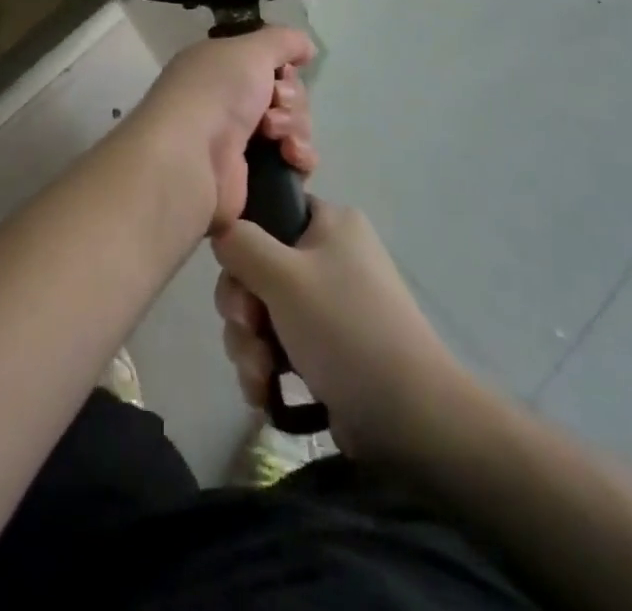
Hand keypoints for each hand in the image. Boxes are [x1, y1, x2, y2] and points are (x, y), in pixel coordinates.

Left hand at [124, 28, 317, 235]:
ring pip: (294, 127)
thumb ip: (283, 41)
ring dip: (294, 127)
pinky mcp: (253, 177)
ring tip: (276, 136)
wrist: (191, 157)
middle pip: (286, 95)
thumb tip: (307, 48)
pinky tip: (291, 157)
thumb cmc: (216, 92)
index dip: (284, 68)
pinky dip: (300, 157)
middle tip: (274, 104)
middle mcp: (227, 102)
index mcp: (220, 69)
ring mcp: (239, 141)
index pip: (268, 64)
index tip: (283, 74)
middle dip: (290, 99)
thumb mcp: (250, 50)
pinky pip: (294, 162)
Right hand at [212, 199, 460, 459]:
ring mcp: (328, 305)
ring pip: (262, 310)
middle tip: (249, 331)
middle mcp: (330, 256)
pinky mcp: (325, 349)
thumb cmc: (345, 328)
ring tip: (261, 375)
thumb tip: (221, 232)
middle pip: (257, 267)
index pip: (269, 211)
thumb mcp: (283, 275)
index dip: (243, 243)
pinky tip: (264, 392)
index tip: (238, 277)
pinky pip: (277, 345)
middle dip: (242, 307)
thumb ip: (240, 243)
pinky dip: (265, 367)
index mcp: (330, 223)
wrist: (411, 419)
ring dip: (249, 344)